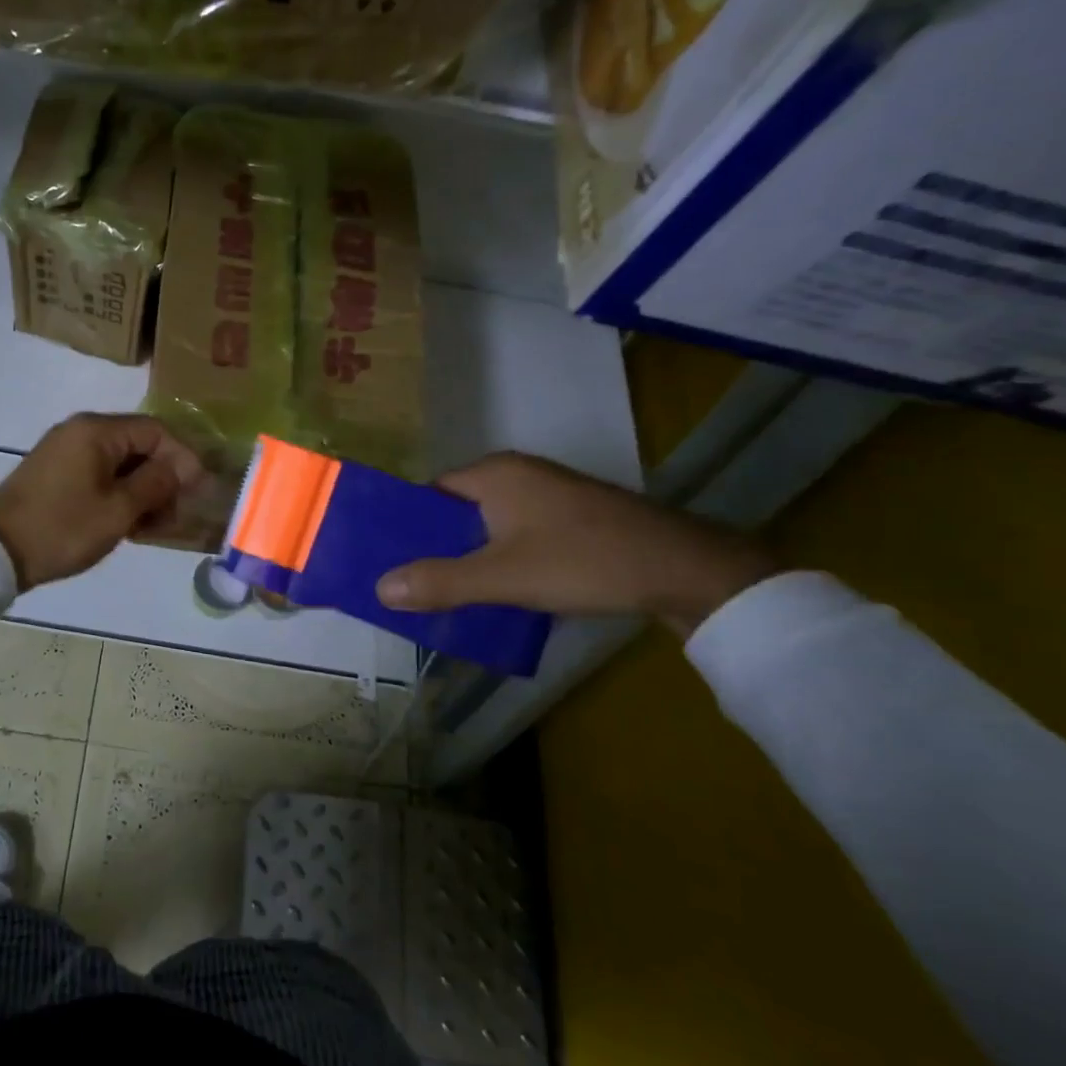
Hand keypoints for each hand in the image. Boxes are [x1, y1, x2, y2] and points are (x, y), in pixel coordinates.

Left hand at [0, 413, 205, 589]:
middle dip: (163, 478)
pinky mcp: (54, 472)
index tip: (199, 491)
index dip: (183, 458)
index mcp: (96, 431)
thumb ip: (157, 482)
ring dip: (142, 490)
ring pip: (120, 463)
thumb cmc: (63, 529)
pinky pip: (99, 474)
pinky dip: (119, 494)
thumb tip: (184, 467)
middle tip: (176, 515)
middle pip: (138, 445)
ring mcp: (64, 451)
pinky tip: (128, 524)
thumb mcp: (119, 510)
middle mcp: (80, 431)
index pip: (156, 430)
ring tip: (153, 527)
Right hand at [376, 453, 778, 636]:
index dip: (407, 526)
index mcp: (493, 473)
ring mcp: (549, 493)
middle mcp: (517, 473)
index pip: (430, 493)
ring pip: (489, 523)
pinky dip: (502, 556)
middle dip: (436, 546)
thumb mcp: (504, 577)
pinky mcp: (573, 516)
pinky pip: (518, 532)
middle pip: (458, 509)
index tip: (389, 560)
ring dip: (470, 554)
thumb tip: (379, 588)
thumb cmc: (583, 561)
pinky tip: (500, 589)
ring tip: (449, 593)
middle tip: (414, 584)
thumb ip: (440, 581)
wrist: (686, 569)